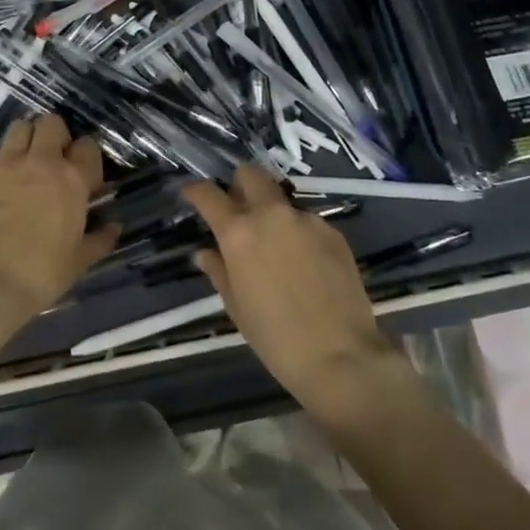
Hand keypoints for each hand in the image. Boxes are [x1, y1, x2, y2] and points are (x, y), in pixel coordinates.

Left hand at [0, 114, 119, 333]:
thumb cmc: (42, 273)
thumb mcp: (80, 260)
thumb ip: (100, 239)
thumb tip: (114, 227)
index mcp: (72, 180)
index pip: (87, 146)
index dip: (87, 158)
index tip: (84, 178)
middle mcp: (41, 162)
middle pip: (51, 123)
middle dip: (56, 136)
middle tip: (55, 161)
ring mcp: (6, 165)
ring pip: (20, 127)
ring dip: (27, 139)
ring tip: (27, 162)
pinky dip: (2, 158)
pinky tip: (2, 179)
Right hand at [181, 164, 403, 410]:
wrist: (339, 354)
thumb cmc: (274, 336)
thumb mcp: (236, 306)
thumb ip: (219, 270)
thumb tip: (206, 253)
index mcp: (239, 233)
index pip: (209, 195)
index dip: (196, 190)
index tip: (191, 193)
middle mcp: (272, 215)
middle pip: (252, 175)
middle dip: (239, 184)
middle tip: (237, 209)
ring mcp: (307, 220)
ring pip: (282, 201)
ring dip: (272, 214)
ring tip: (276, 248)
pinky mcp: (334, 232)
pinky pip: (308, 222)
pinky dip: (298, 234)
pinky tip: (304, 264)